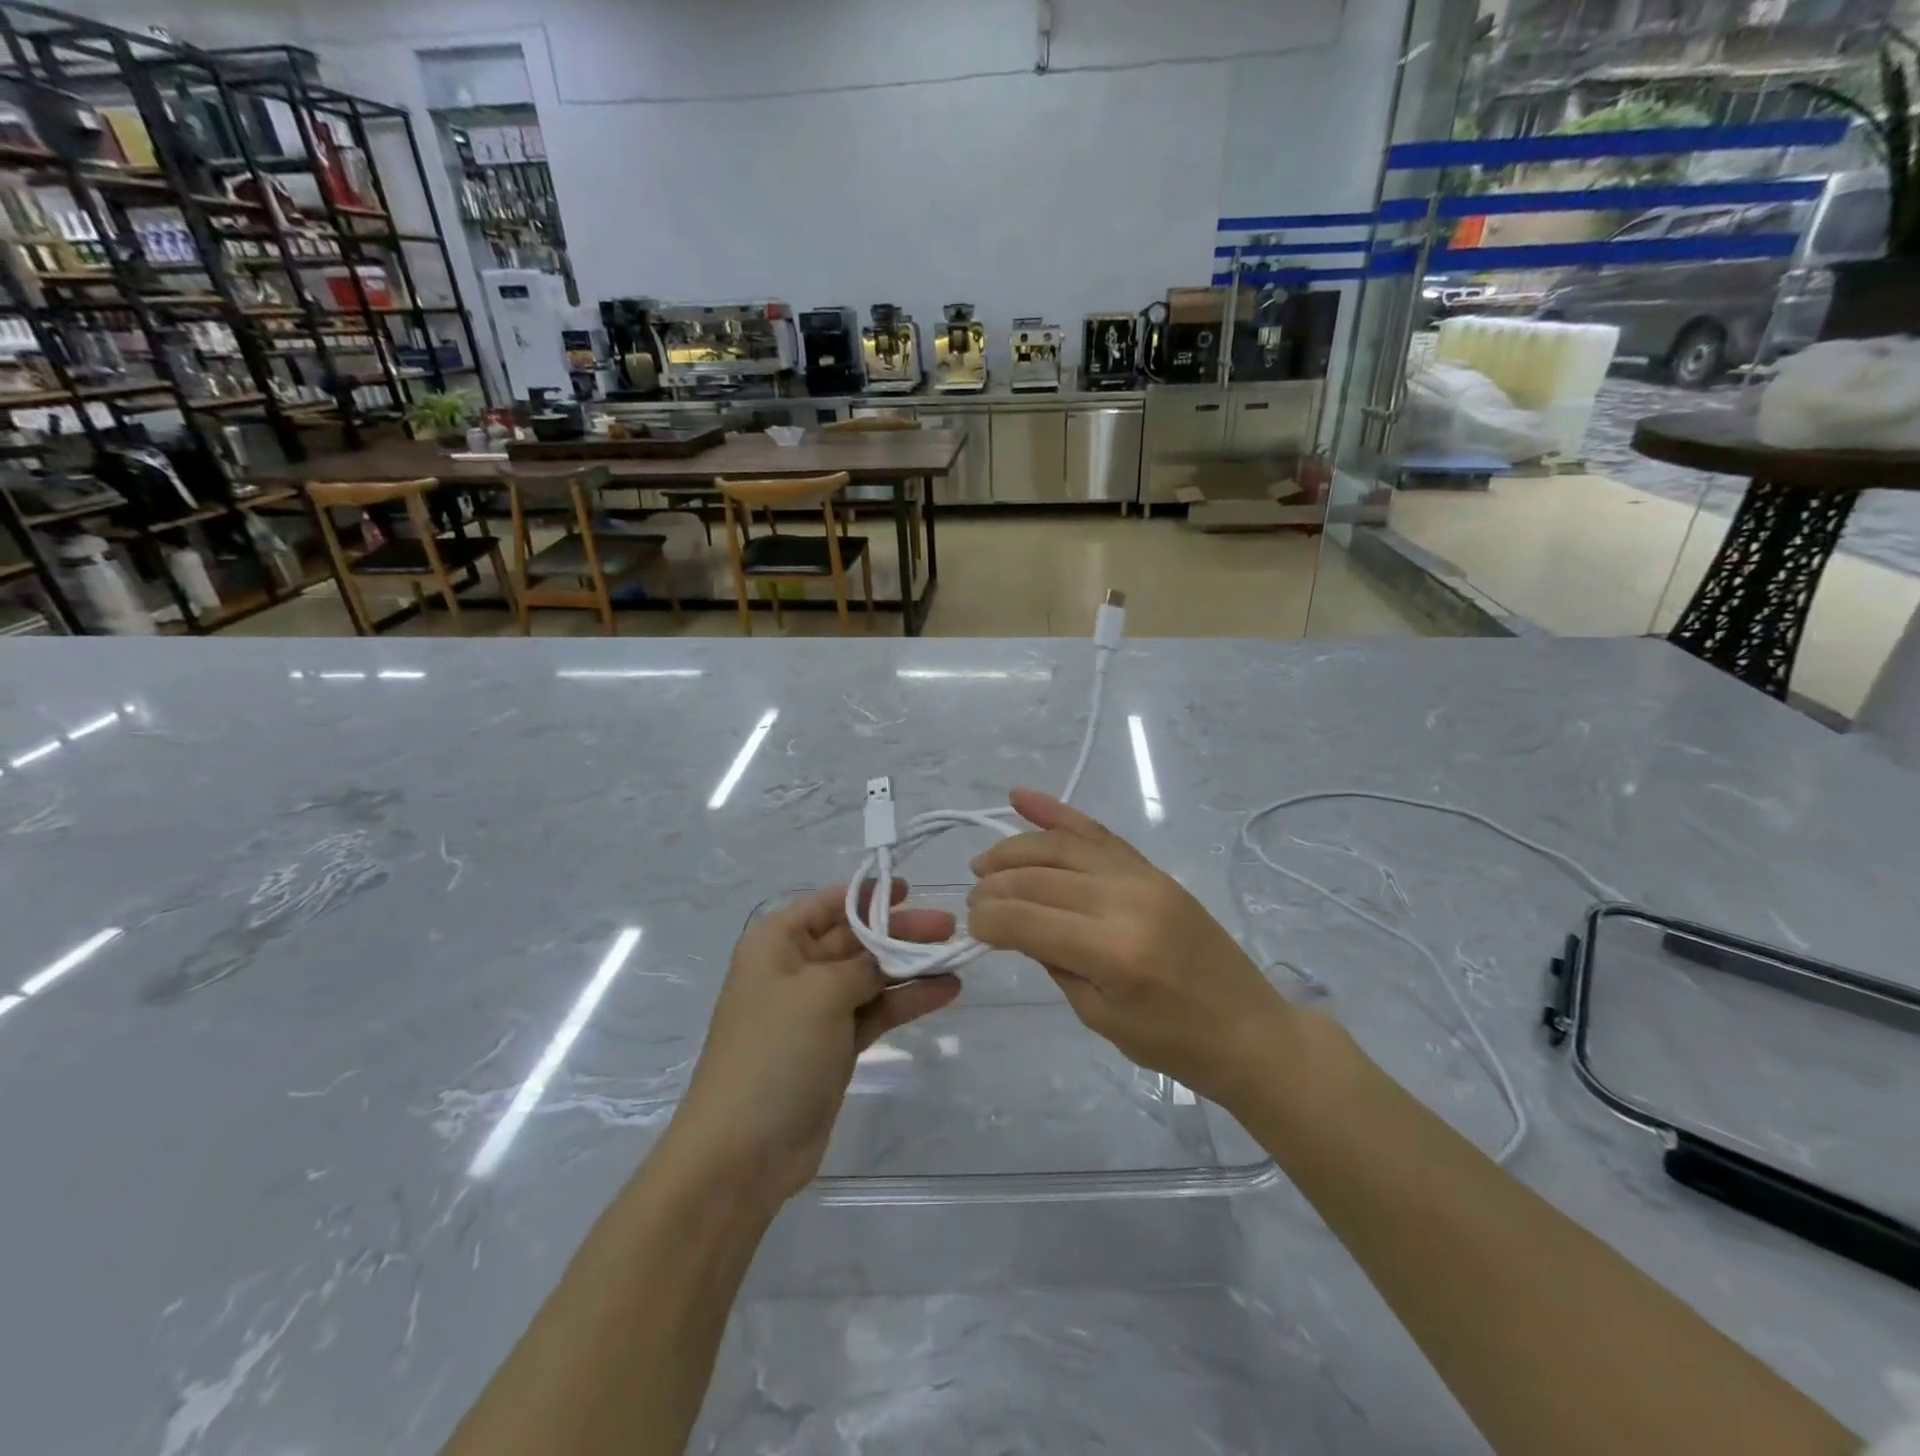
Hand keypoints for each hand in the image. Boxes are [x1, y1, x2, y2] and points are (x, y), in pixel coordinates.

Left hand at [665, 881, 959, 1208]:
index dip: (866, 894)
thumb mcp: (820, 993)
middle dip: (899, 931)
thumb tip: (886, 956)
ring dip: (910, 965)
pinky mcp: (836, 1045)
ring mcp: (817, 1010)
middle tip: (947, 927)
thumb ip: (862, 965)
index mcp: (777, 944)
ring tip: (956, 956)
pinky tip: (946, 990)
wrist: (744, 1150)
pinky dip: (907, 1000)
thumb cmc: (774, 1051)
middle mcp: (796, 969)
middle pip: (855, 938)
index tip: (907, 889)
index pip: (826, 904)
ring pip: (871, 975)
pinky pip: (876, 1010)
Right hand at [966, 788, 1291, 1107]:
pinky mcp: (1152, 869)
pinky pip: (1098, 833)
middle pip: (1039, 876)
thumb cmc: (1173, 1042)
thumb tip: (1014, 923)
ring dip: (1016, 848)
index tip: (971, 928)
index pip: (1026, 918)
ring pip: (1062, 845)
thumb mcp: (1098, 1015)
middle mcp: (1125, 899)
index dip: (987, 919)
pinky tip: (1022, 798)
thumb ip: (1053, 960)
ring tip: (984, 862)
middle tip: (972, 898)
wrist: (1248, 1028)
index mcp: (1113, 950)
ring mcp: (1143, 877)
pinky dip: (1057, 813)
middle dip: (995, 884)